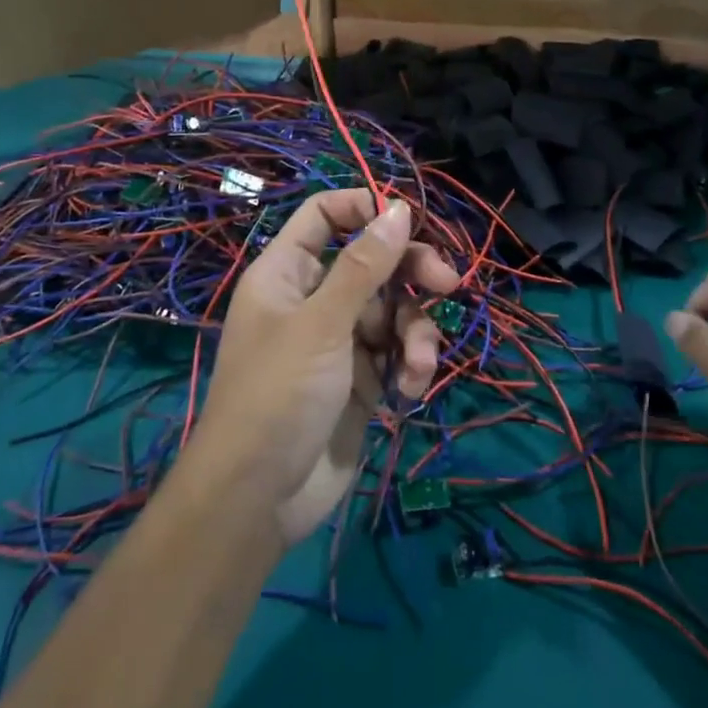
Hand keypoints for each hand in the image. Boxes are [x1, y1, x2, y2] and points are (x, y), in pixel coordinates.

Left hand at [184, 189, 458, 545]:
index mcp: (288, 273)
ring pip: (394, 310)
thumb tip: (400, 208)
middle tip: (448, 281)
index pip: (325, 216)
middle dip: (411, 271)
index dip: (365, 208)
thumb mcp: (323, 323)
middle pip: (373, 261)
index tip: (410, 218)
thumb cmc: (279, 394)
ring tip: (417, 365)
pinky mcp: (361, 379)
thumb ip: (364, 265)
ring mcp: (339, 340)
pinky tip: (408, 391)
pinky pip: (396, 353)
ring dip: (415, 333)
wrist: (259, 500)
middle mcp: (314, 299)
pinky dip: (409, 366)